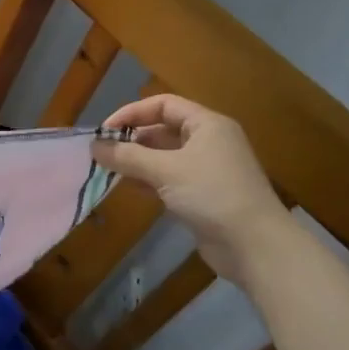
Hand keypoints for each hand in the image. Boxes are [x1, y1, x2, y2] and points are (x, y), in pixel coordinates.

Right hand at [93, 94, 298, 286]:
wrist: (254, 244)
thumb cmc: (212, 194)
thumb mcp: (165, 170)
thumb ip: (127, 156)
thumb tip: (94, 146)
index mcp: (207, 125)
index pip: (163, 105)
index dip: (131, 113)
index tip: (104, 131)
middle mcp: (208, 141)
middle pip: (162, 129)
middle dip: (131, 140)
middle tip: (102, 154)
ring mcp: (207, 169)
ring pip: (164, 156)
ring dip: (137, 161)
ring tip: (109, 171)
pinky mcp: (203, 194)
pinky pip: (169, 178)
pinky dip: (148, 180)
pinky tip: (130, 188)